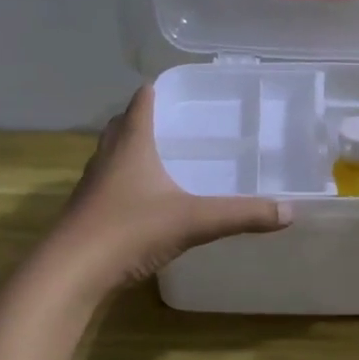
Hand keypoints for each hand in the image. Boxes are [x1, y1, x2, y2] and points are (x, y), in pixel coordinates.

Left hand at [49, 86, 290, 292]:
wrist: (70, 272)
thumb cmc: (129, 231)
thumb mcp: (192, 221)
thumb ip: (240, 215)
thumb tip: (288, 211)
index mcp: (131, 144)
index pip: (142, 101)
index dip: (159, 89)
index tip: (182, 86)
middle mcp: (108, 156)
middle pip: (123, 124)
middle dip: (146, 117)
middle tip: (177, 122)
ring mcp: (92, 185)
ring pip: (112, 153)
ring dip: (132, 149)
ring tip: (163, 156)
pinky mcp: (87, 211)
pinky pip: (108, 182)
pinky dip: (126, 180)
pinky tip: (145, 199)